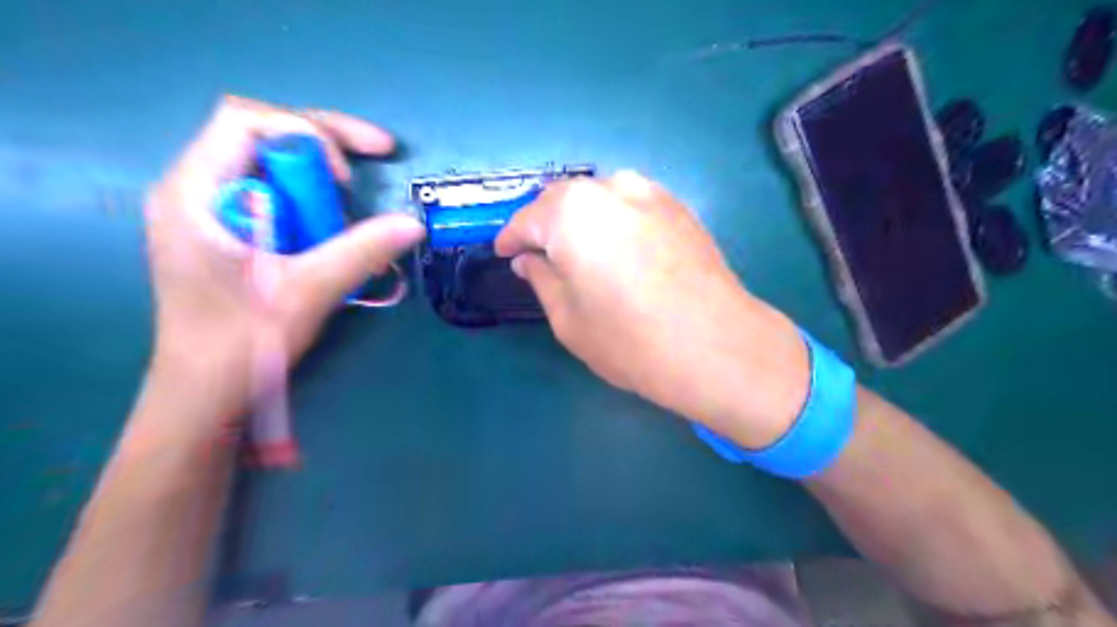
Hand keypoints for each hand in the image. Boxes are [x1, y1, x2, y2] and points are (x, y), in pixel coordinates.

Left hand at [145, 97, 426, 428]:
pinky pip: (277, 192)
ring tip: (352, 206)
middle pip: (263, 133)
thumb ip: (360, 253)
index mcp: (194, 192)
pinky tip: (334, 222)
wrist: (205, 391)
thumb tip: (414, 224)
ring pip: (274, 162)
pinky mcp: (230, 230)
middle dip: (326, 141)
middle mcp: (196, 188)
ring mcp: (211, 208)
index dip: (306, 134)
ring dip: (322, 175)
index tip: (346, 180)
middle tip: (381, 152)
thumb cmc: (240, 344)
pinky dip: (313, 199)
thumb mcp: (306, 293)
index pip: (246, 121)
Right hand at [498, 169, 813, 445]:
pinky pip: (630, 205)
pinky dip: (614, 221)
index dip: (511, 240)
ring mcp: (650, 192)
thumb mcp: (568, 318)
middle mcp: (610, 188)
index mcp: (571, 212)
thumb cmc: (630, 340)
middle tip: (540, 257)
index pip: (526, 220)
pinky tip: (619, 250)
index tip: (505, 255)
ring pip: (598, 199)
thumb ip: (542, 279)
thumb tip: (529, 259)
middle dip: (545, 227)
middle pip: (562, 202)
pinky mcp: (679, 207)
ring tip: (580, 253)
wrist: (717, 347)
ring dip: (581, 221)